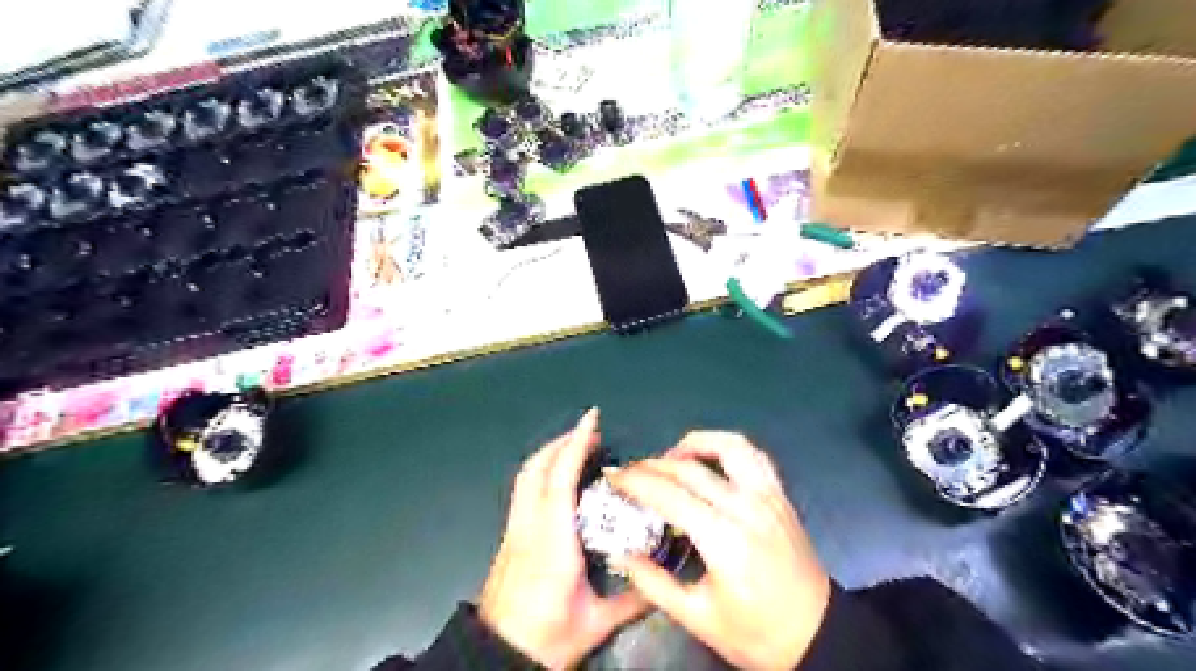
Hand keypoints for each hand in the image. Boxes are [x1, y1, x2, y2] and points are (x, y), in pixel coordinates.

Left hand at [477, 409, 650, 669]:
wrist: (497, 656)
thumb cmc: (546, 637)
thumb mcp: (595, 622)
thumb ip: (633, 600)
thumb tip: (664, 581)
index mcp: (553, 540)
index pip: (561, 477)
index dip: (576, 443)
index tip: (592, 418)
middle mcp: (529, 525)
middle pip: (537, 467)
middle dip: (563, 441)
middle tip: (591, 432)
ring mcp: (514, 529)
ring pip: (525, 476)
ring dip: (550, 453)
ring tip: (576, 447)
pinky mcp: (509, 537)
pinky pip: (523, 489)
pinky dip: (541, 470)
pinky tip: (558, 478)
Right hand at [609, 433, 833, 667]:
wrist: (818, 636)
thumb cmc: (756, 633)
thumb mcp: (698, 617)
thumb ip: (653, 583)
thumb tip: (621, 554)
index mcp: (723, 539)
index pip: (668, 494)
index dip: (635, 481)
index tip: (613, 476)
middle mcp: (746, 507)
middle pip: (690, 468)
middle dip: (652, 465)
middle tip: (630, 471)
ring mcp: (767, 496)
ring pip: (728, 446)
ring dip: (694, 443)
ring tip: (671, 457)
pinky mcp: (780, 496)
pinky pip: (754, 456)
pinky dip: (728, 447)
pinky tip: (712, 459)